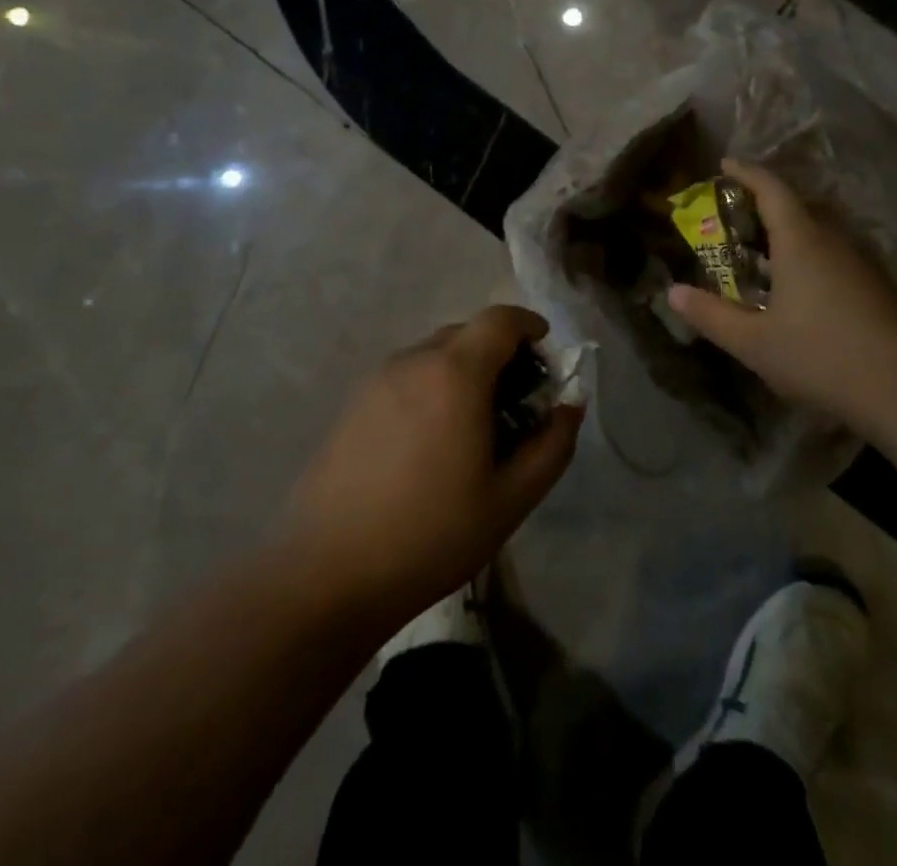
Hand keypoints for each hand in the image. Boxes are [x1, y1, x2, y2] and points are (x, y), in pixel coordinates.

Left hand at [281, 305, 582, 625]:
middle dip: (499, 354)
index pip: (500, 319)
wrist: (326, 577)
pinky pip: (405, 378)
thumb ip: (552, 443)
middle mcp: (413, 361)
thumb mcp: (512, 498)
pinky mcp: (351, 405)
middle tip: (515, 402)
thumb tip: (570, 405)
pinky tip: (428, 445)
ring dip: (463, 372)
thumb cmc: (431, 535)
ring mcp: (376, 381)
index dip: (530, 326)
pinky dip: (430, 389)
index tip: (545, 355)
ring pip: (434, 355)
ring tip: (471, 427)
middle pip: (467, 333)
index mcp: (455, 373)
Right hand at [667, 160, 896, 432]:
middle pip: (796, 204)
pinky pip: (833, 250)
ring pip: (818, 229)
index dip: (746, 172)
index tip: (725, 164)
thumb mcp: (753, 342)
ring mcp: (860, 260)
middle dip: (764, 201)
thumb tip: (673, 292)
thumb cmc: (820, 355)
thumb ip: (711, 315)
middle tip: (734, 213)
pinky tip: (799, 285)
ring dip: (789, 228)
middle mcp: (833, 238)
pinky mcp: (876, 283)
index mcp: (801, 240)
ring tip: (762, 249)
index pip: (771, 188)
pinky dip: (808, 251)